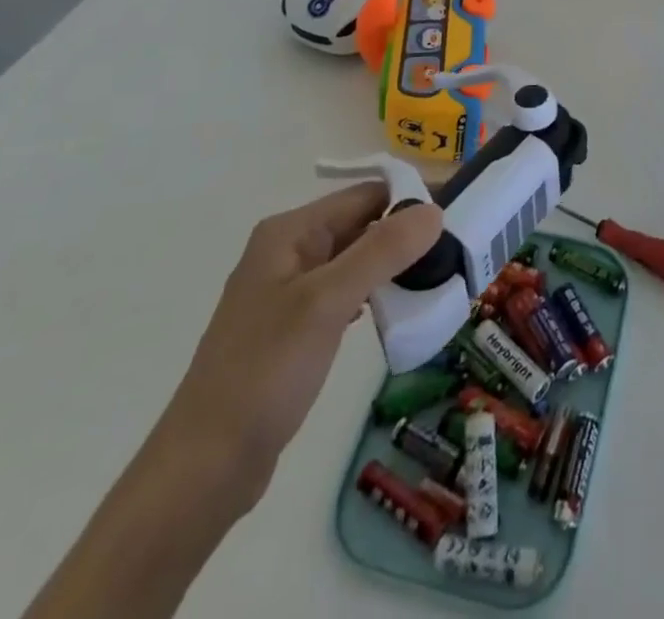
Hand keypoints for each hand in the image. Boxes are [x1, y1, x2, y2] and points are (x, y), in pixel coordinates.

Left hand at [153, 185, 442, 505]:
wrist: (204, 468)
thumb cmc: (264, 373)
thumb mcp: (327, 302)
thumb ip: (382, 251)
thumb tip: (434, 210)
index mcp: (290, 232)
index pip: (364, 195)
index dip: (410, 198)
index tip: (458, 213)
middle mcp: (288, 251)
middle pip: (361, 223)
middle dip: (406, 232)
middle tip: (456, 248)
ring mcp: (289, 291)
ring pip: (356, 259)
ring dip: (394, 264)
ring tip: (438, 276)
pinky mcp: (295, 328)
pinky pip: (345, 291)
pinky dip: (374, 292)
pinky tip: (397, 309)